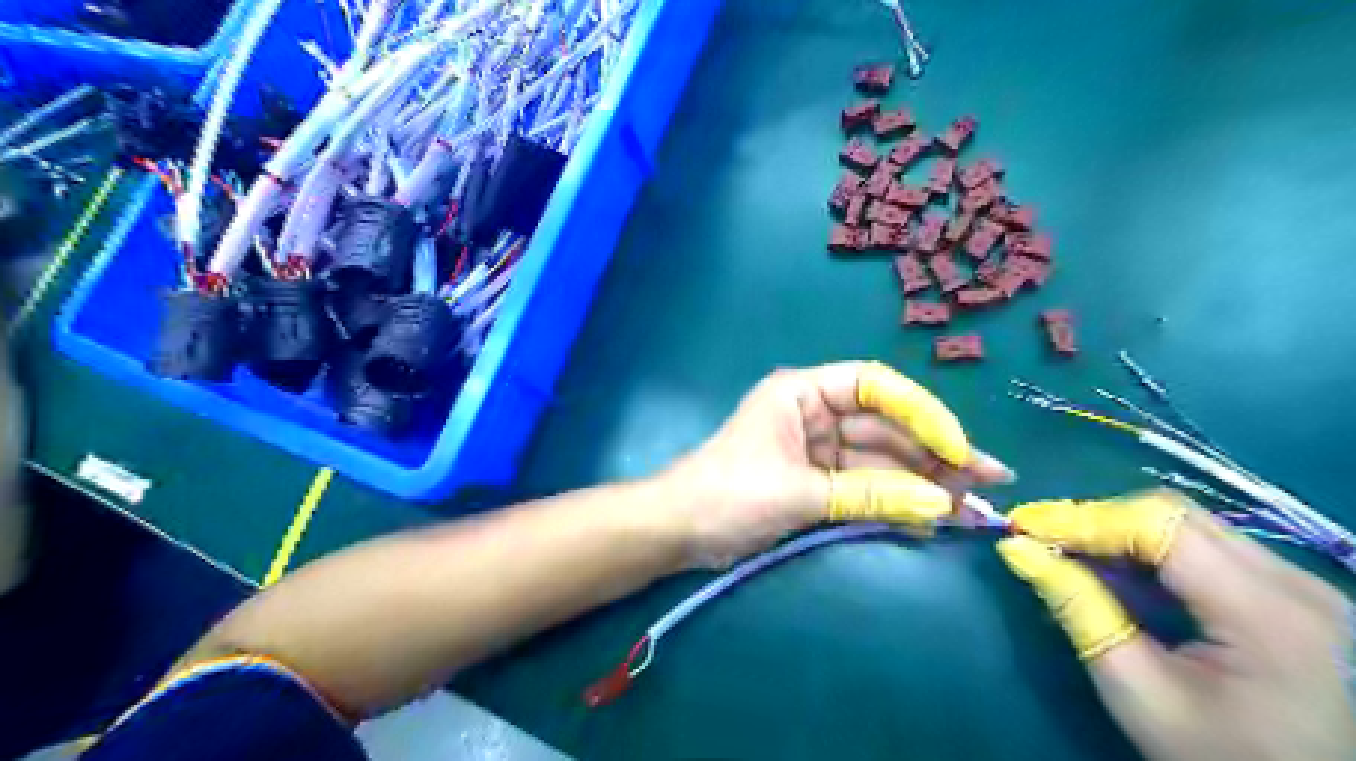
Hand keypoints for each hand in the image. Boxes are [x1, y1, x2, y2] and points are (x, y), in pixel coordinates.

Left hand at [664, 361, 1010, 569]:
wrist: (679, 531)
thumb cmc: (728, 495)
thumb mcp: (799, 493)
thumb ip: (869, 496)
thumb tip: (939, 505)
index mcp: (804, 392)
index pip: (876, 387)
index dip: (922, 412)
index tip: (958, 448)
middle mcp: (817, 412)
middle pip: (887, 426)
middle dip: (934, 455)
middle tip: (987, 484)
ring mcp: (820, 448)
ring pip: (882, 459)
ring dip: (924, 483)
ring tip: (972, 508)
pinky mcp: (820, 480)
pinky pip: (867, 485)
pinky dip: (897, 501)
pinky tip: (932, 517)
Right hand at [992, 494, 1355, 760]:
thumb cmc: (1217, 757)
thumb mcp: (1135, 691)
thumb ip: (1078, 610)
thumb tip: (1017, 549)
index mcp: (1264, 611)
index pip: (1157, 525)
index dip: (1083, 518)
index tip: (1024, 527)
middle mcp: (1294, 582)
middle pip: (1174, 514)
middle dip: (1099, 520)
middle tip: (1045, 540)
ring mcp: (1301, 583)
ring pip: (1189, 522)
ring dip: (1123, 532)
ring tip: (1074, 555)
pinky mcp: (1294, 592)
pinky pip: (1208, 544)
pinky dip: (1153, 549)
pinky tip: (1123, 574)